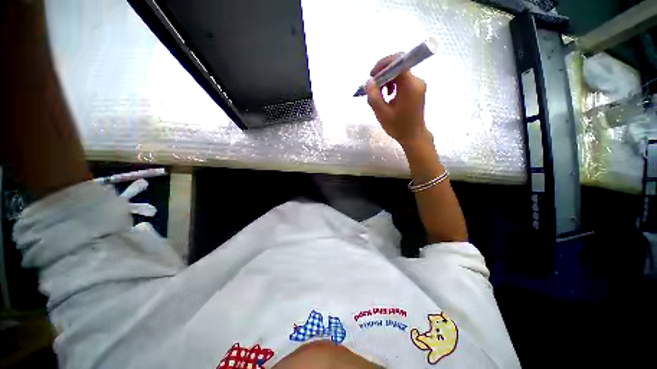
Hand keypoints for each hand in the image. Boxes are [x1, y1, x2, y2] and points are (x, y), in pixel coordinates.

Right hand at [366, 54, 430, 146]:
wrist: (413, 136)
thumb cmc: (398, 126)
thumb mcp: (382, 113)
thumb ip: (374, 96)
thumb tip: (369, 82)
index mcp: (409, 85)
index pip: (398, 61)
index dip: (383, 64)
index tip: (372, 75)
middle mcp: (416, 81)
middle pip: (398, 67)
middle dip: (383, 74)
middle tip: (373, 88)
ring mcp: (418, 85)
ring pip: (400, 74)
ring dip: (387, 81)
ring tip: (380, 95)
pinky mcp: (417, 90)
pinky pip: (403, 81)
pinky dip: (393, 85)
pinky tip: (388, 97)